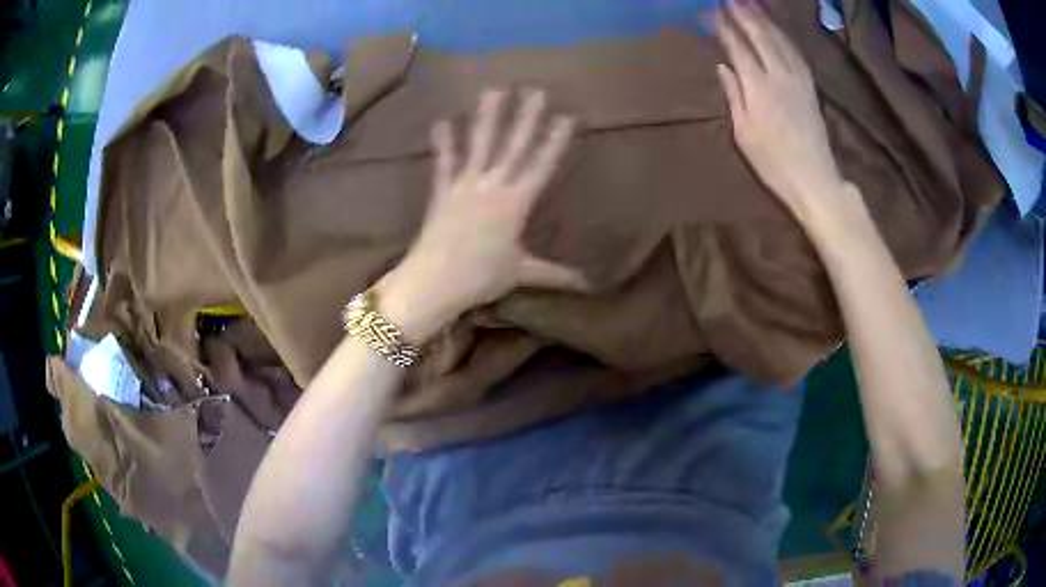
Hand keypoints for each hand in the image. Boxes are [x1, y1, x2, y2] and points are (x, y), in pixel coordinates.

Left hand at [378, 89, 585, 341]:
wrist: (435, 281)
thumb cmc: (482, 277)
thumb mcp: (522, 273)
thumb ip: (555, 274)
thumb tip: (588, 285)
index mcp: (516, 203)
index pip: (541, 165)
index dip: (555, 141)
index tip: (566, 116)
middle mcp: (493, 186)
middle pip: (513, 147)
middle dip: (526, 118)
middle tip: (535, 90)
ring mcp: (465, 186)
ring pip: (479, 145)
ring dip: (487, 117)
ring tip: (493, 91)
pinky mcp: (442, 193)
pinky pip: (444, 164)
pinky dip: (443, 144)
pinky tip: (442, 121)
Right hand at [715, 2, 849, 224]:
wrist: (815, 180)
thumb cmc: (774, 163)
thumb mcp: (744, 134)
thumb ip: (734, 96)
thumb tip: (723, 66)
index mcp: (759, 88)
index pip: (739, 48)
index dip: (725, 28)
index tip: (712, 11)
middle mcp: (779, 76)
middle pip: (761, 36)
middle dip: (744, 14)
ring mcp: (799, 79)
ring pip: (780, 40)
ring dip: (764, 19)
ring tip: (750, 3)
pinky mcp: (811, 86)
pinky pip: (795, 52)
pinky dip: (783, 36)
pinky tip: (776, 29)